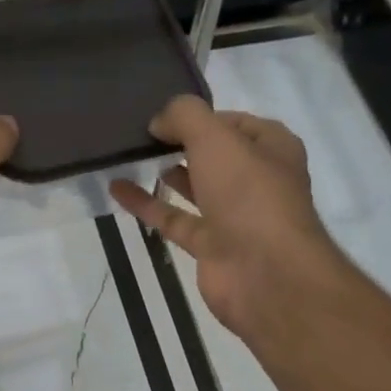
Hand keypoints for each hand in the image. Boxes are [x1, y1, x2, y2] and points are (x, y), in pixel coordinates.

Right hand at [109, 96, 347, 342]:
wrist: (265, 273)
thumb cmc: (249, 194)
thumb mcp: (215, 137)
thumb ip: (184, 117)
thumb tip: (158, 122)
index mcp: (273, 148)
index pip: (235, 123)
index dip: (202, 117)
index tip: (164, 117)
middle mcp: (257, 180)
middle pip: (215, 155)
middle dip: (183, 144)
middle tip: (143, 135)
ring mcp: (234, 216)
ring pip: (196, 188)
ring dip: (167, 172)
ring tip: (132, 157)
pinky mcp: (210, 246)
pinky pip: (174, 218)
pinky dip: (147, 204)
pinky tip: (117, 188)